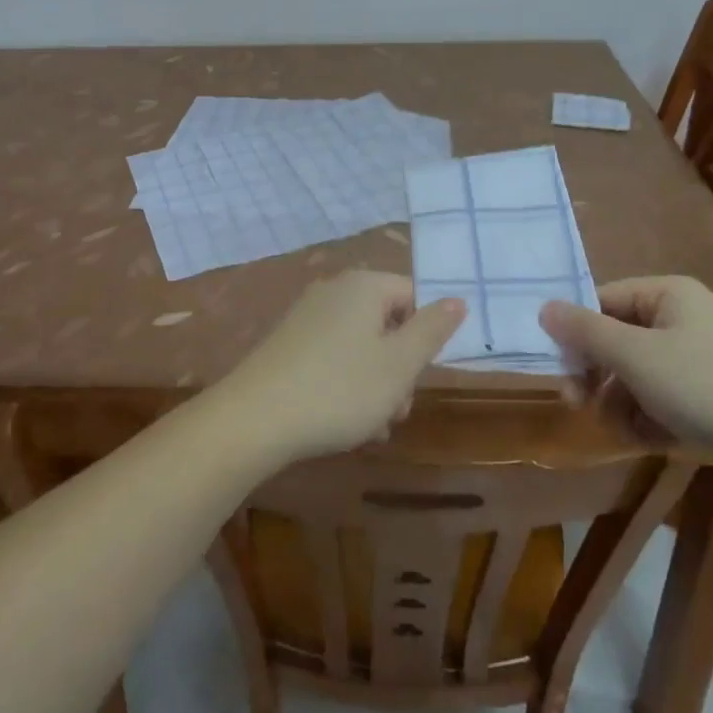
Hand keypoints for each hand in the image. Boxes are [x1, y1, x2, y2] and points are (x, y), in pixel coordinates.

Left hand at [217, 271, 465, 463]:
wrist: (255, 418)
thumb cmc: (340, 389)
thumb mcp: (400, 364)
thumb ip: (433, 330)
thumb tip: (457, 299)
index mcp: (364, 285)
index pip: (413, 296)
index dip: (425, 336)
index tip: (421, 375)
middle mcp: (334, 290)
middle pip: (387, 323)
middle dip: (399, 368)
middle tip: (396, 409)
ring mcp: (307, 316)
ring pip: (362, 346)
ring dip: (376, 385)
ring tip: (372, 427)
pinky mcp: (288, 343)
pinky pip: (333, 357)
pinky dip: (346, 385)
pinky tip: (344, 424)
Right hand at [539, 276, 712, 458]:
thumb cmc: (710, 388)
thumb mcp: (636, 357)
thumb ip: (584, 331)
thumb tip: (544, 308)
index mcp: (666, 294)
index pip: (601, 302)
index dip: (576, 335)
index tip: (562, 373)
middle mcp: (681, 318)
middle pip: (616, 341)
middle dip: (598, 377)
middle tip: (582, 406)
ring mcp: (699, 359)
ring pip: (636, 376)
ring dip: (622, 405)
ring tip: (628, 433)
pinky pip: (663, 400)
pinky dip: (651, 421)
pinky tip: (656, 443)